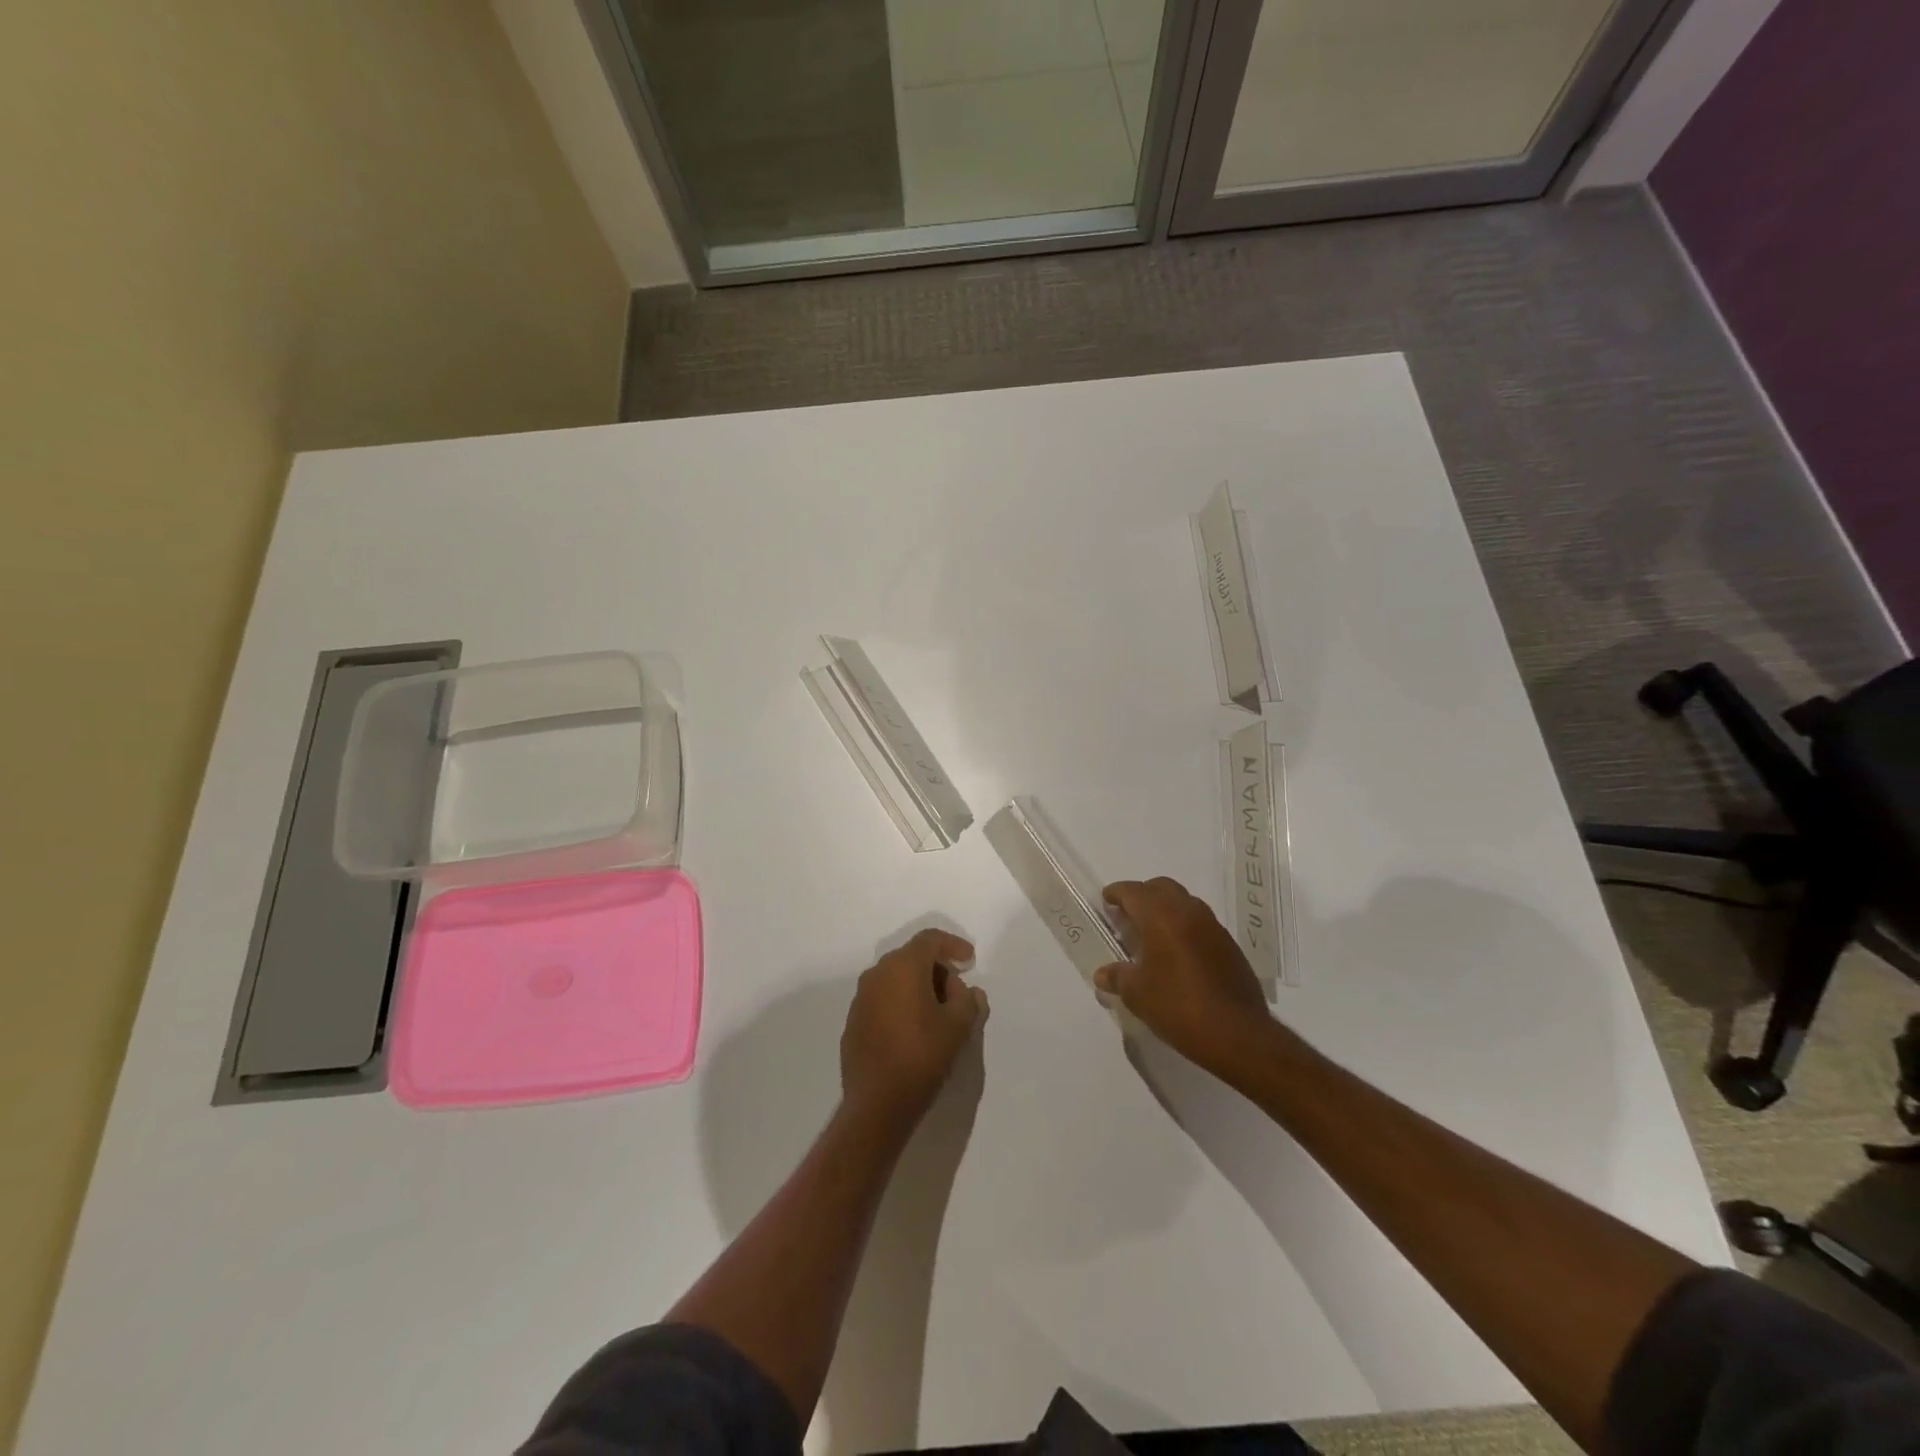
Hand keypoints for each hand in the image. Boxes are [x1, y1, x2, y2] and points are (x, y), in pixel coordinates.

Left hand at [841, 929, 987, 1130]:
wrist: (877, 1103)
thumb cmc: (922, 1056)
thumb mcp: (958, 1026)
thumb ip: (968, 1000)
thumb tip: (966, 990)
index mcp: (903, 967)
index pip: (930, 939)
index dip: (953, 945)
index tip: (970, 961)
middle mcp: (877, 974)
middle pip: (912, 957)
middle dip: (937, 969)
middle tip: (957, 991)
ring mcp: (861, 998)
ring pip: (895, 979)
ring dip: (918, 987)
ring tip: (938, 1013)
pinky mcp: (854, 1021)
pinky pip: (882, 999)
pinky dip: (901, 1004)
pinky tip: (914, 1030)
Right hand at [1095, 878, 1272, 1066]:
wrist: (1237, 1034)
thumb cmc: (1178, 1006)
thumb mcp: (1137, 995)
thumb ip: (1118, 977)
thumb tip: (1103, 974)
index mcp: (1161, 917)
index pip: (1134, 892)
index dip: (1117, 893)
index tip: (1107, 900)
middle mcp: (1189, 912)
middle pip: (1162, 887)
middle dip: (1143, 894)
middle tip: (1129, 914)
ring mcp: (1213, 927)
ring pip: (1185, 902)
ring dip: (1167, 909)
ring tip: (1153, 933)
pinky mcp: (1230, 946)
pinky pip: (1202, 923)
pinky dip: (1185, 927)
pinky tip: (1179, 953)